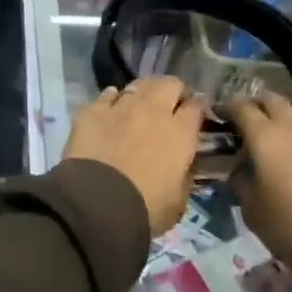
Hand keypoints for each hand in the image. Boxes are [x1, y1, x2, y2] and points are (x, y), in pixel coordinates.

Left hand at [65, 77, 206, 236]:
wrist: (98, 202)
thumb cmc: (146, 207)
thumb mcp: (178, 200)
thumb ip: (183, 176)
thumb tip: (182, 166)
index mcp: (180, 132)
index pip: (196, 106)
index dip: (198, 106)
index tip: (197, 111)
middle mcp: (153, 111)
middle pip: (169, 84)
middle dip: (174, 90)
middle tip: (171, 103)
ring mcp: (121, 107)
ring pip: (138, 84)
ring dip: (145, 91)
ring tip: (143, 101)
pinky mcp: (93, 110)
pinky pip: (108, 94)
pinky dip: (113, 98)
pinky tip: (113, 104)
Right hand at [226, 93, 291, 276]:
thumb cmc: (290, 228)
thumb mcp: (250, 209)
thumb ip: (241, 180)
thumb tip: (242, 169)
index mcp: (263, 137)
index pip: (240, 108)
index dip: (226, 107)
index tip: (218, 113)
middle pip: (271, 101)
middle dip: (255, 103)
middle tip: (245, 116)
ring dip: (284, 110)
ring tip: (276, 116)